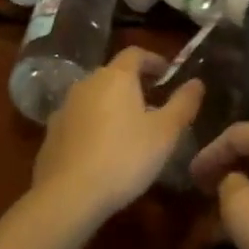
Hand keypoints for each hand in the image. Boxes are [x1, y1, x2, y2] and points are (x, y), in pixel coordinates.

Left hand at [32, 47, 201, 223]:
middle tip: (152, 104)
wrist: (68, 195)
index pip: (136, 53)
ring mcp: (65, 107)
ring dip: (111, 105)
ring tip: (128, 129)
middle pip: (113, 74)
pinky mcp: (52, 133)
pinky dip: (92, 125)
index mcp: (115, 76)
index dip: (154, 60)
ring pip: (94, 97)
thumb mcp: (165, 133)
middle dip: (134, 84)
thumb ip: (183, 104)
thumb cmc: (125, 157)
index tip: (167, 75)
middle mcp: (87, 83)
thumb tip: (197, 82)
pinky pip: (78, 119)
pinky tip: (101, 150)